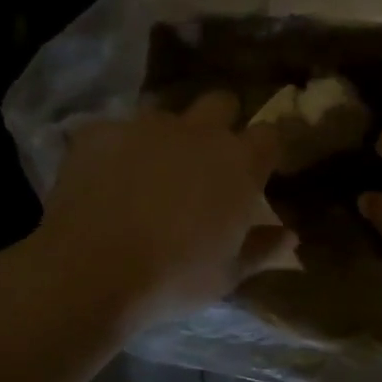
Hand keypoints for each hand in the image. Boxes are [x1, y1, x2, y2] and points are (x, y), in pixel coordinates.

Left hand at [37, 91, 291, 329]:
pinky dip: (115, 151)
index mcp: (238, 162)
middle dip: (219, 122)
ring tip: (147, 175)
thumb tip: (290, 235)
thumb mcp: (227, 275)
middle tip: (204, 161)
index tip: (257, 170)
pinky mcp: (99, 131)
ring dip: (165, 138)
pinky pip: (115, 132)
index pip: (269, 134)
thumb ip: (262, 248)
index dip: (264, 150)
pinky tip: (104, 181)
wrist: (92, 271)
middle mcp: (196, 131)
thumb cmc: (173, 278)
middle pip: (220, 103)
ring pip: (164, 116)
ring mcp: (144, 126)